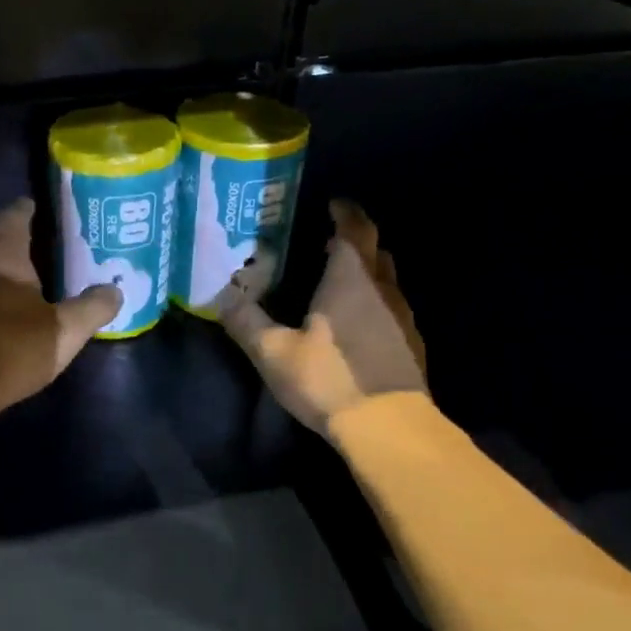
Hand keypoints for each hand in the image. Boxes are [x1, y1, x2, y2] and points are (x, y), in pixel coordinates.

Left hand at [0, 196, 122, 408]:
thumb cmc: (12, 350)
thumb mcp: (65, 332)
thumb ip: (92, 309)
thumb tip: (115, 291)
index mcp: (0, 256)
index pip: (11, 217)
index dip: (25, 209)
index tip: (36, 207)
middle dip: (1, 233)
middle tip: (25, 241)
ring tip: (9, 276)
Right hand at [217, 200, 429, 437]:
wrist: (388, 425)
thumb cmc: (328, 379)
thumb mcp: (274, 353)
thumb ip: (246, 322)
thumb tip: (220, 297)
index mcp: (350, 277)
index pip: (354, 227)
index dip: (344, 212)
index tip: (331, 205)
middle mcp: (382, 287)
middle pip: (374, 249)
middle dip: (354, 240)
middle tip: (327, 243)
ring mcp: (402, 316)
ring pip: (385, 279)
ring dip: (365, 273)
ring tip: (338, 282)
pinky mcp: (411, 344)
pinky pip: (391, 308)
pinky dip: (374, 303)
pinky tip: (356, 325)